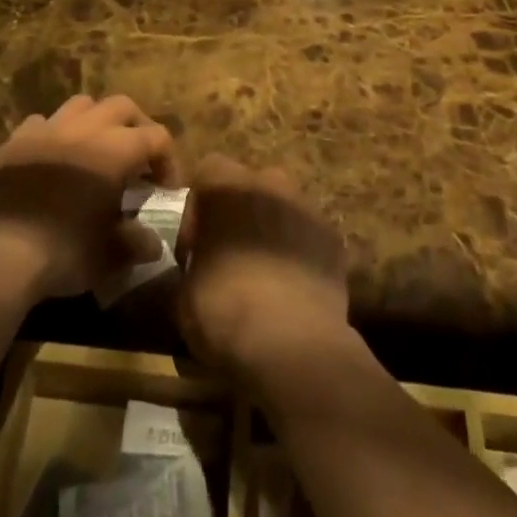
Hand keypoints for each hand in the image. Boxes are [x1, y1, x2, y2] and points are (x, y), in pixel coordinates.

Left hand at [0, 95, 179, 301]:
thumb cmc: (61, 251)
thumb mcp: (108, 255)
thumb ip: (134, 244)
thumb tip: (152, 244)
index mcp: (116, 149)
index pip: (156, 137)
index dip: (168, 161)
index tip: (165, 189)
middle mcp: (85, 128)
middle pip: (122, 106)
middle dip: (137, 127)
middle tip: (138, 159)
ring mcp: (46, 129)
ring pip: (82, 105)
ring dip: (96, 121)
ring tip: (96, 149)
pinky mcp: (14, 141)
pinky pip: (42, 123)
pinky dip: (55, 134)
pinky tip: (52, 159)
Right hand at [177, 155, 350, 379]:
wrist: (293, 343)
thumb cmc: (225, 310)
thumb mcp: (184, 294)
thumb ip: (189, 267)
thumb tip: (193, 271)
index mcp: (226, 187)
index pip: (207, 173)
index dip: (197, 211)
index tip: (195, 251)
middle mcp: (268, 183)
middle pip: (249, 185)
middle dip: (239, 214)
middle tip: (231, 258)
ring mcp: (306, 206)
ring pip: (282, 207)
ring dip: (271, 231)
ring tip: (265, 276)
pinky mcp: (333, 236)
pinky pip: (309, 235)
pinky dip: (300, 253)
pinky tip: (294, 289)